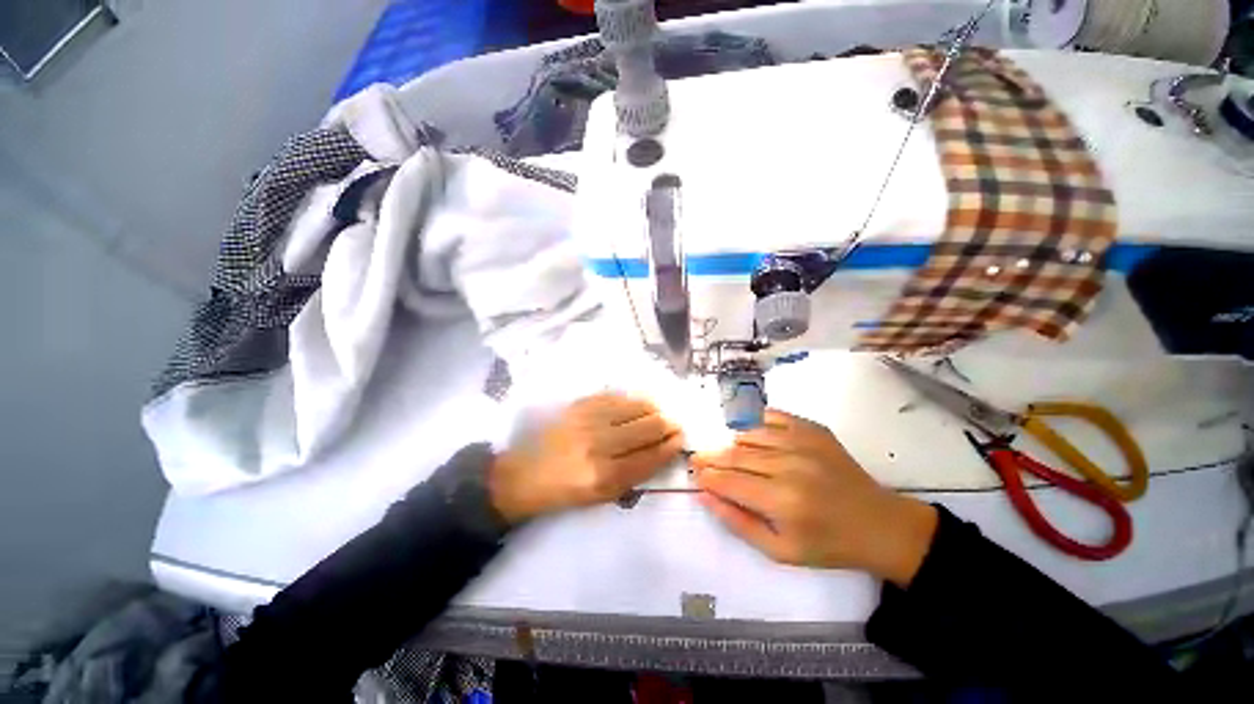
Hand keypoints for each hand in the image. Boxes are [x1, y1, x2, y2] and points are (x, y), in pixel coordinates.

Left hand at [490, 393, 684, 523]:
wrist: (523, 473)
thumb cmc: (564, 491)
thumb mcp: (601, 497)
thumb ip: (633, 476)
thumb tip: (660, 451)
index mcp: (605, 477)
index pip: (650, 456)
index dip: (670, 446)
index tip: (680, 440)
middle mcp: (599, 445)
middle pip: (648, 428)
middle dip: (668, 426)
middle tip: (674, 425)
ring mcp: (589, 420)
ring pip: (636, 407)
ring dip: (654, 410)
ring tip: (658, 414)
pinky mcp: (580, 405)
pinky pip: (617, 397)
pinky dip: (633, 400)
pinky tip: (638, 405)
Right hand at [692, 410, 936, 586]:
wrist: (878, 524)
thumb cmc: (827, 544)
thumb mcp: (779, 550)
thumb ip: (737, 522)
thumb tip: (704, 495)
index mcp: (781, 501)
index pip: (728, 481)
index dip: (707, 476)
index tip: (695, 475)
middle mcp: (789, 465)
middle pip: (735, 455)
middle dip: (712, 458)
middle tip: (699, 460)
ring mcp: (802, 442)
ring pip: (749, 434)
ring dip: (732, 443)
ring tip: (728, 454)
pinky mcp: (813, 429)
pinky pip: (772, 417)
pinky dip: (755, 423)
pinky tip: (750, 434)